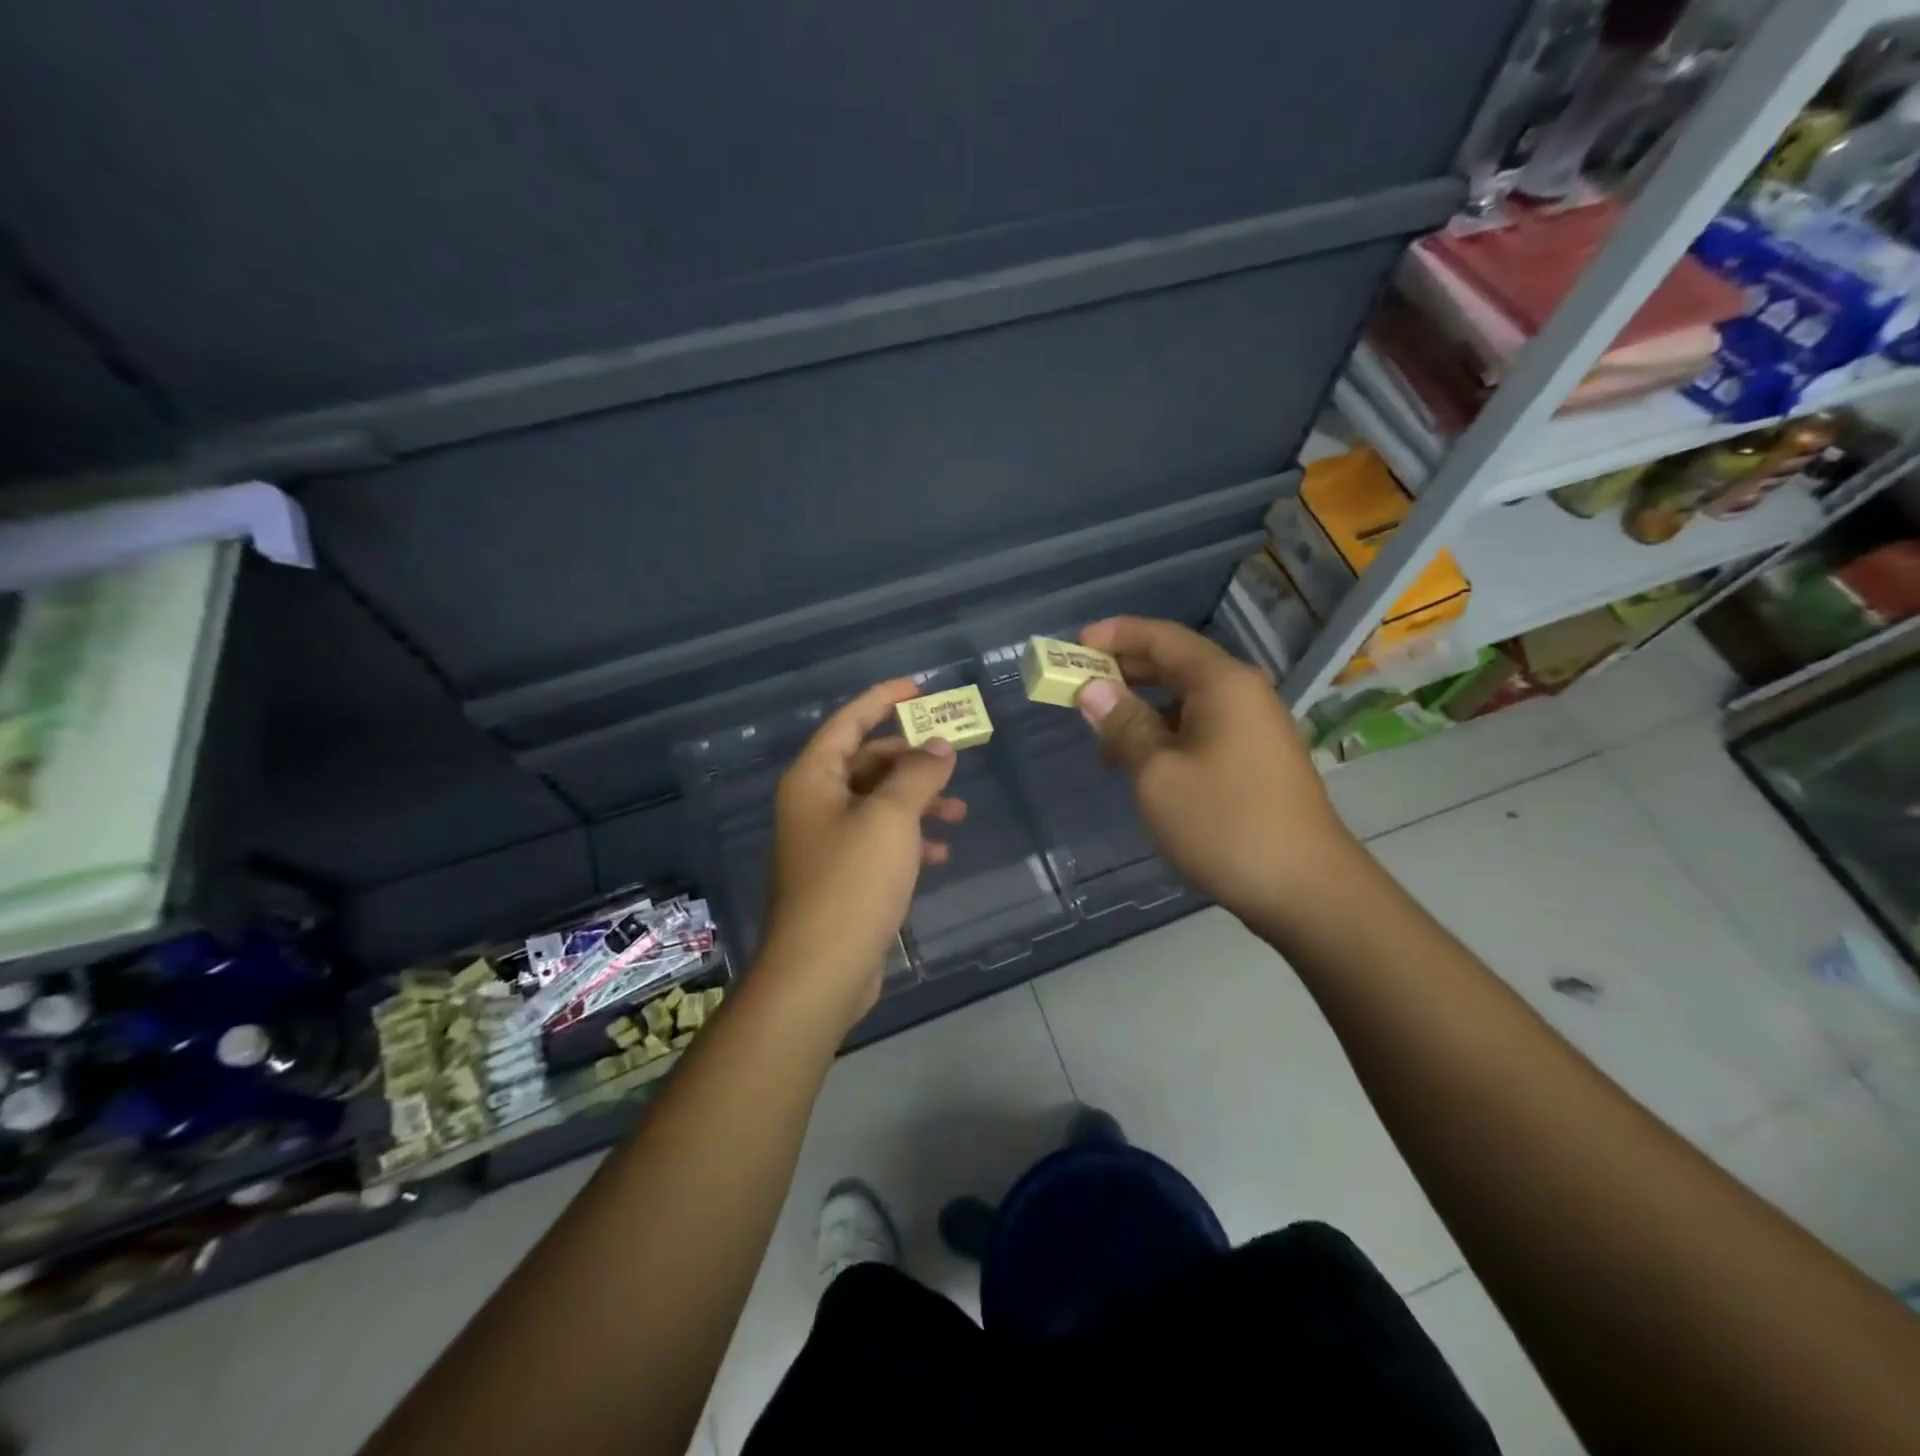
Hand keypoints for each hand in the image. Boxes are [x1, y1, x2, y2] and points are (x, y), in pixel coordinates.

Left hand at [758, 679, 966, 1027]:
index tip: (920, 688)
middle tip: (954, 758)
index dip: (883, 699)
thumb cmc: (852, 882)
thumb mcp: (892, 818)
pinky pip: (879, 840)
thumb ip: (919, 774)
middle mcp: (815, 803)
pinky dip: (909, 838)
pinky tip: (940, 851)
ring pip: (878, 803)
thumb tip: (939, 745)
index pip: (849, 721)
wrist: (819, 971)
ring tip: (958, 813)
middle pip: (868, 762)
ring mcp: (826, 842)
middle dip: (913, 759)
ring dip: (918, 801)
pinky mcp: (842, 876)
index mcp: (814, 779)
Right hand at [1076, 617, 1361, 930]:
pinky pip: (1200, 728)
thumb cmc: (1224, 823)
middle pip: (1175, 664)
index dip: (1115, 635)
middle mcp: (1242, 693)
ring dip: (1141, 708)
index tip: (1073, 646)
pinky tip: (1139, 762)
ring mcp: (1253, 727)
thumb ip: (1123, 724)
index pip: (1162, 638)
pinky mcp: (1255, 758)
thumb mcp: (1158, 774)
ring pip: (1185, 700)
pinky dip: (1164, 734)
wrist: (1305, 888)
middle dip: (1123, 671)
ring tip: (1100, 734)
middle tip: (1077, 686)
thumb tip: (1092, 688)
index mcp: (1221, 683)